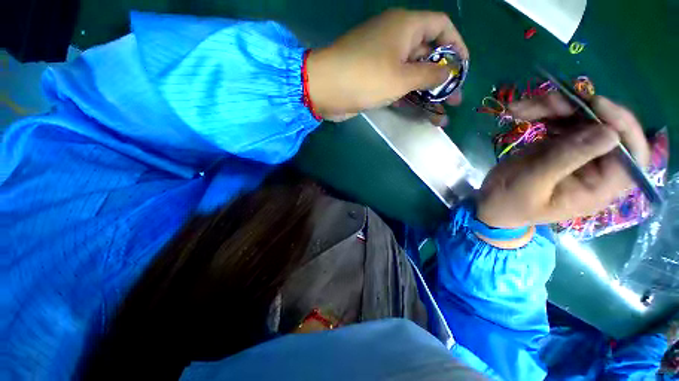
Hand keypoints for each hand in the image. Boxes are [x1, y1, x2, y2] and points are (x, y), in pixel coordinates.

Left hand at [306, 9, 467, 120]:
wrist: (326, 89)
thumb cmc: (366, 77)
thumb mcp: (402, 77)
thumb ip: (429, 74)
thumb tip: (447, 72)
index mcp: (405, 26)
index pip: (441, 26)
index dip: (456, 45)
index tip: (462, 68)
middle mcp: (396, 39)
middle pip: (428, 54)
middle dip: (442, 77)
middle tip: (454, 98)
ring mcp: (383, 60)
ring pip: (412, 74)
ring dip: (426, 92)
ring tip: (441, 111)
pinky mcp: (373, 78)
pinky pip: (396, 84)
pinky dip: (408, 97)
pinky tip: (419, 111)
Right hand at [476, 94, 650, 227]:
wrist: (489, 202)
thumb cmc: (509, 202)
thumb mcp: (533, 182)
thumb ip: (567, 159)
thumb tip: (609, 132)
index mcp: (598, 187)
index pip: (632, 155)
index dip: (623, 125)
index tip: (595, 104)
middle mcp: (596, 167)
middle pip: (604, 127)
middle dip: (576, 109)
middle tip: (545, 102)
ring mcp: (578, 153)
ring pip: (581, 117)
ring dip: (553, 106)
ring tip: (521, 108)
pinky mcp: (560, 145)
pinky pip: (560, 119)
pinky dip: (541, 111)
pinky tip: (520, 111)